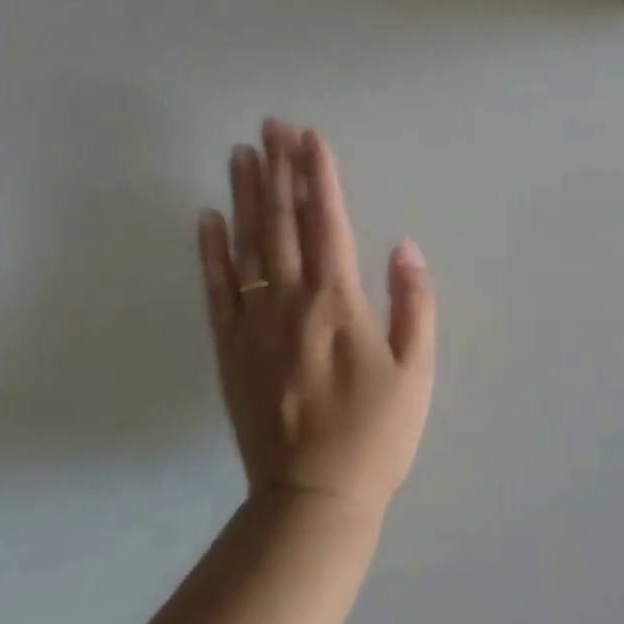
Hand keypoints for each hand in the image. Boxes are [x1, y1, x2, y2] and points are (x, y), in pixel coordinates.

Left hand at [197, 120, 435, 519]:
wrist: (314, 499)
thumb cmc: (376, 434)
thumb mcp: (416, 371)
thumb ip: (413, 303)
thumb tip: (403, 245)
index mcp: (338, 304)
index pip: (328, 222)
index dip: (319, 175)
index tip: (310, 135)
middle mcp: (291, 303)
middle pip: (284, 222)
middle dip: (279, 169)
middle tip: (270, 124)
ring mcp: (254, 325)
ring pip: (247, 247)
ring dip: (246, 196)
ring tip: (241, 153)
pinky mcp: (230, 351)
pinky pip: (215, 292)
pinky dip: (209, 252)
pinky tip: (207, 218)